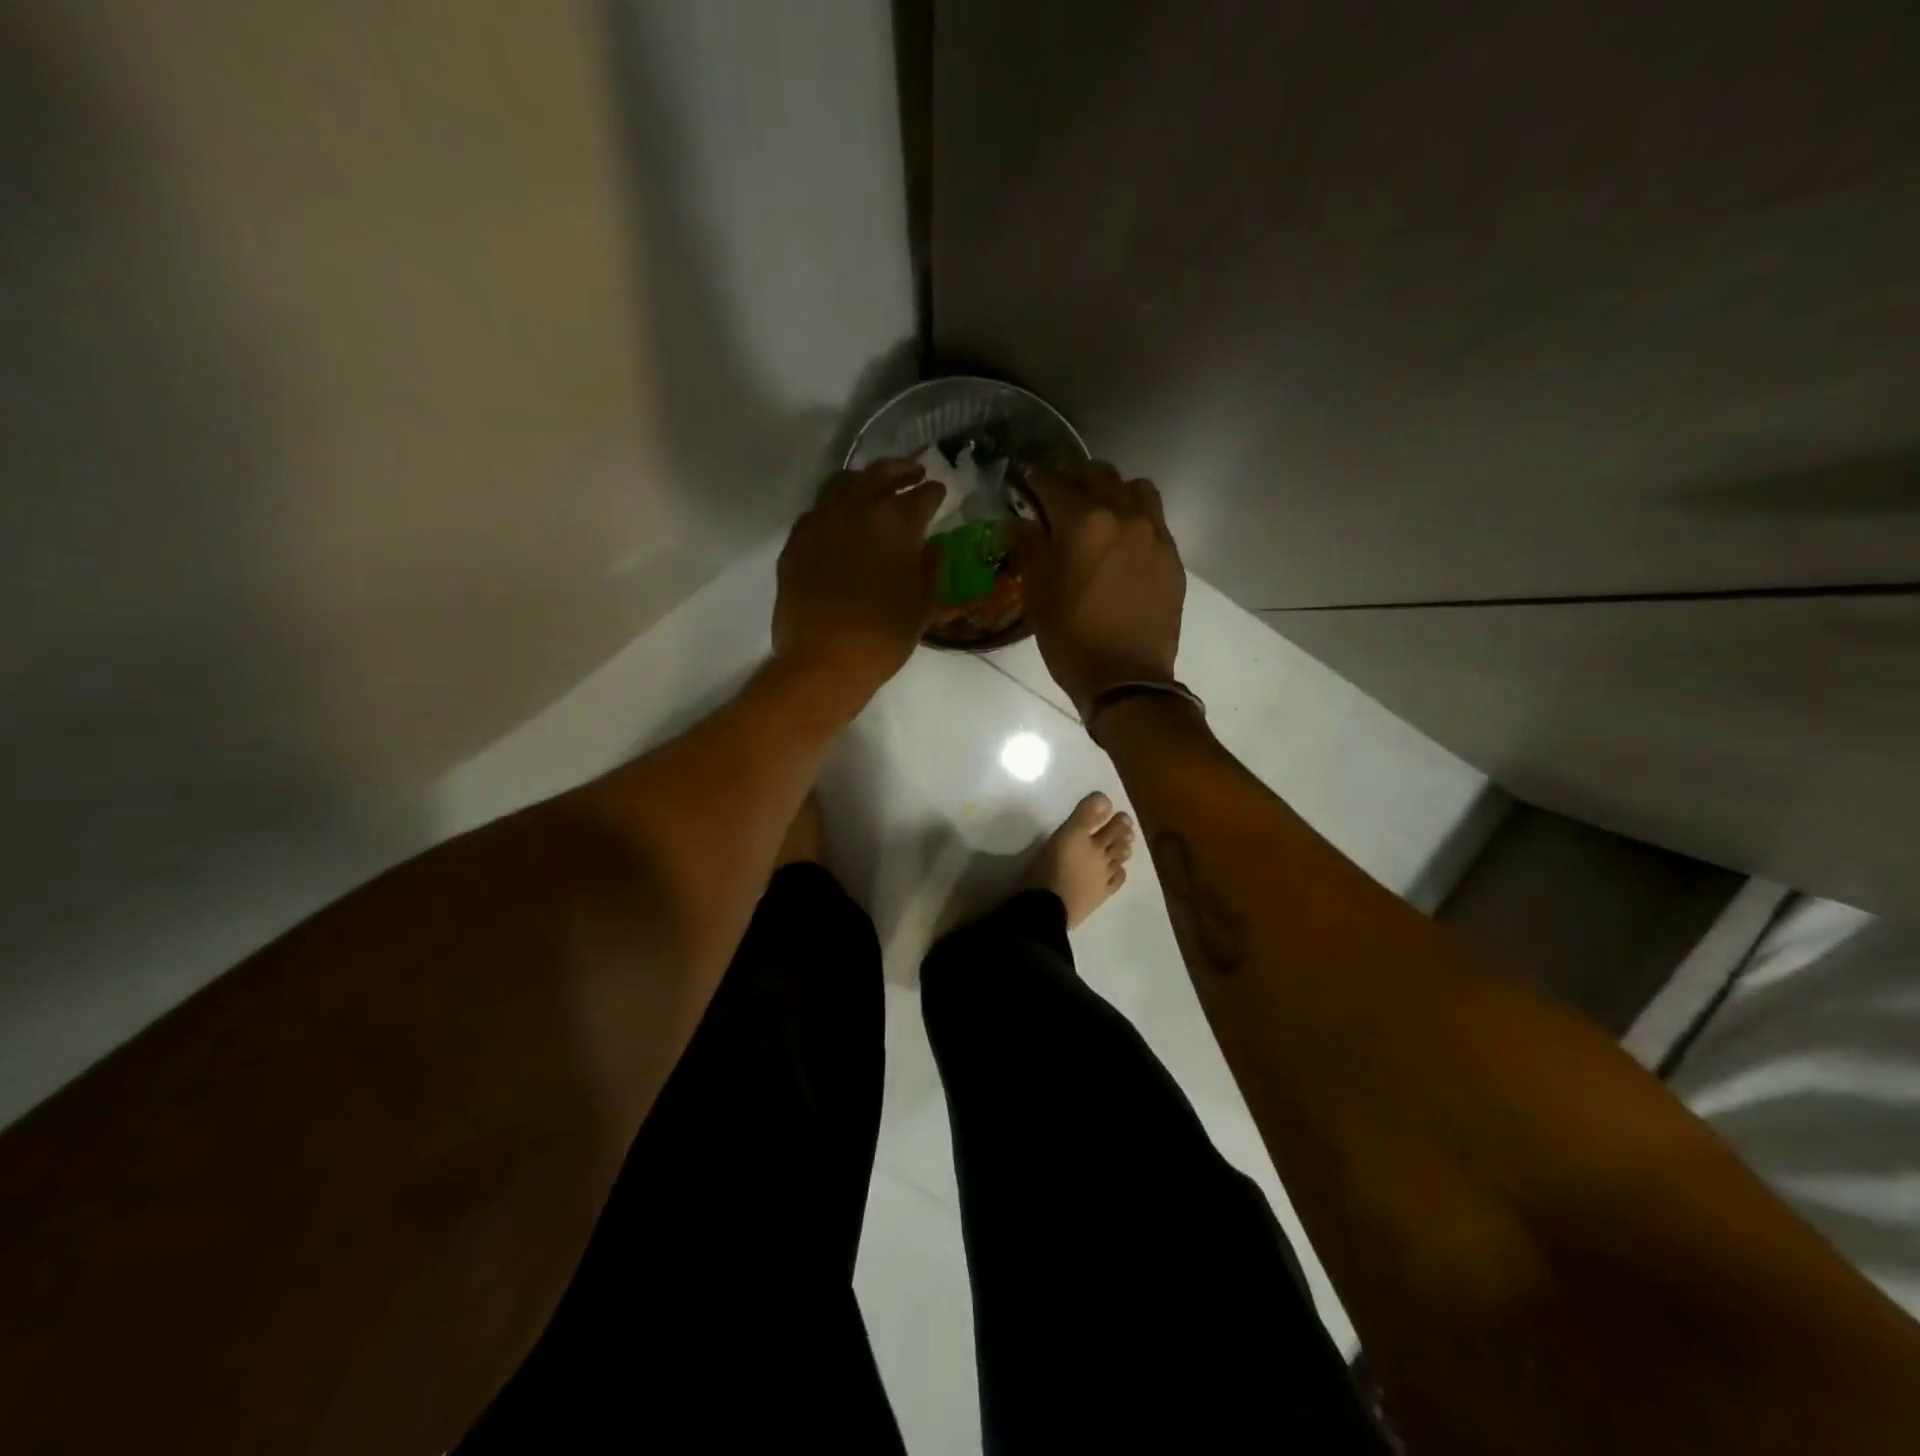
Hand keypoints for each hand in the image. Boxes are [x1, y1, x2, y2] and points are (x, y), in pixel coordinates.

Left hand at [773, 458, 945, 703]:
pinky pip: (817, 512)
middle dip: (900, 471)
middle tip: (913, 473)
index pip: (921, 495)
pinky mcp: (796, 542)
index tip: (939, 491)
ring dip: (863, 481)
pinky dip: (834, 508)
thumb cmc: (884, 637)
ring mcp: (820, 523)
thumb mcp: (922, 605)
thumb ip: (929, 568)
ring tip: (873, 489)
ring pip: (842, 484)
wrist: (824, 661)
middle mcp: (856, 510)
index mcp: (896, 522)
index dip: (933, 492)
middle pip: (879, 474)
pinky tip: (840, 521)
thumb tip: (930, 548)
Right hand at [1011, 460, 1184, 716]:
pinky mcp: (1172, 557)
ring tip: (1099, 516)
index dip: (1034, 481)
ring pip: (1135, 489)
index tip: (1024, 486)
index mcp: (1084, 521)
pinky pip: (1154, 519)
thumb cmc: (1071, 638)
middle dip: (1074, 481)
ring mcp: (1154, 534)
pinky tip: (1123, 544)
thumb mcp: (1037, 594)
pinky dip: (1135, 518)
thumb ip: (1028, 547)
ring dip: (1113, 493)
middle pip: (1099, 475)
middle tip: (1058, 501)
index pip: (1053, 481)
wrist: (1126, 679)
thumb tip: (1018, 520)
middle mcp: (1124, 515)